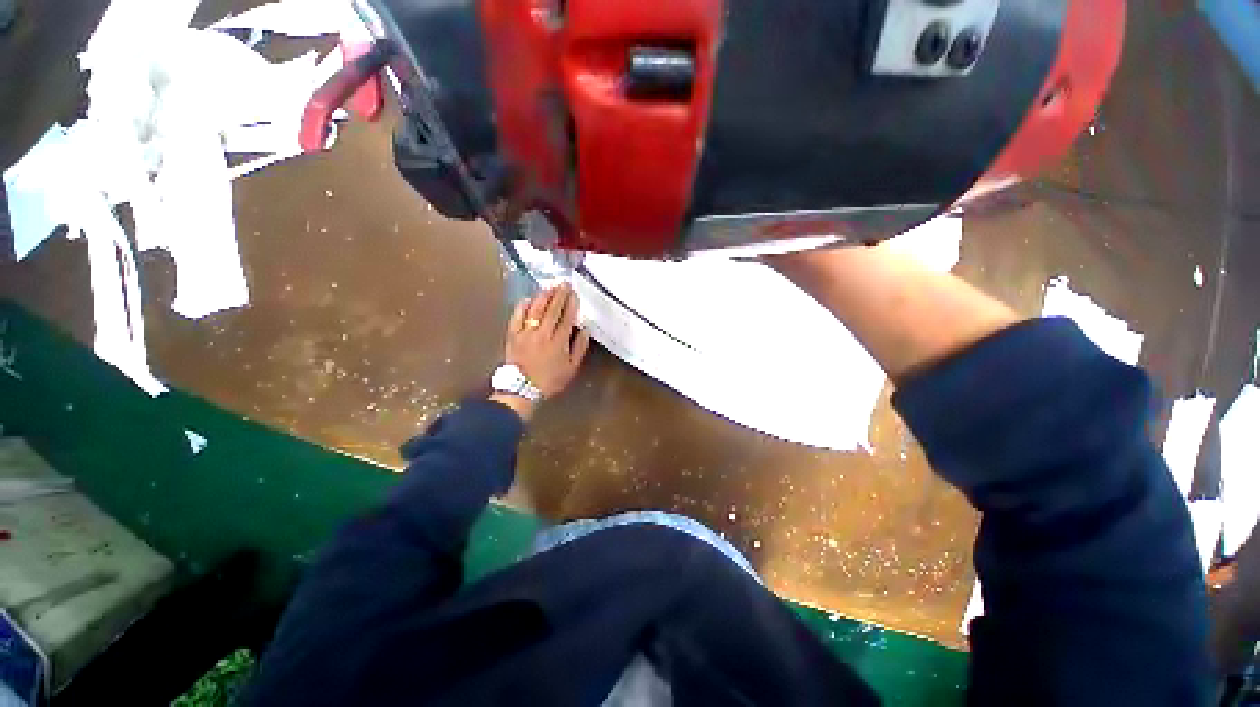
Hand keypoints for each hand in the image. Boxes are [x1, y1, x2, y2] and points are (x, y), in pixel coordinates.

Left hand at [504, 283, 590, 398]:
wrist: (522, 389)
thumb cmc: (550, 380)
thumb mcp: (571, 368)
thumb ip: (579, 348)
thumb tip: (585, 330)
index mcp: (559, 341)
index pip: (567, 318)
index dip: (571, 304)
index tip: (575, 294)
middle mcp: (543, 333)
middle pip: (552, 310)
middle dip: (559, 295)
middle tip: (564, 283)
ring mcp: (526, 332)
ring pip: (536, 309)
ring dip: (543, 297)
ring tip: (550, 287)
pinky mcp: (513, 334)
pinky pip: (517, 316)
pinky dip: (523, 306)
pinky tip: (528, 298)